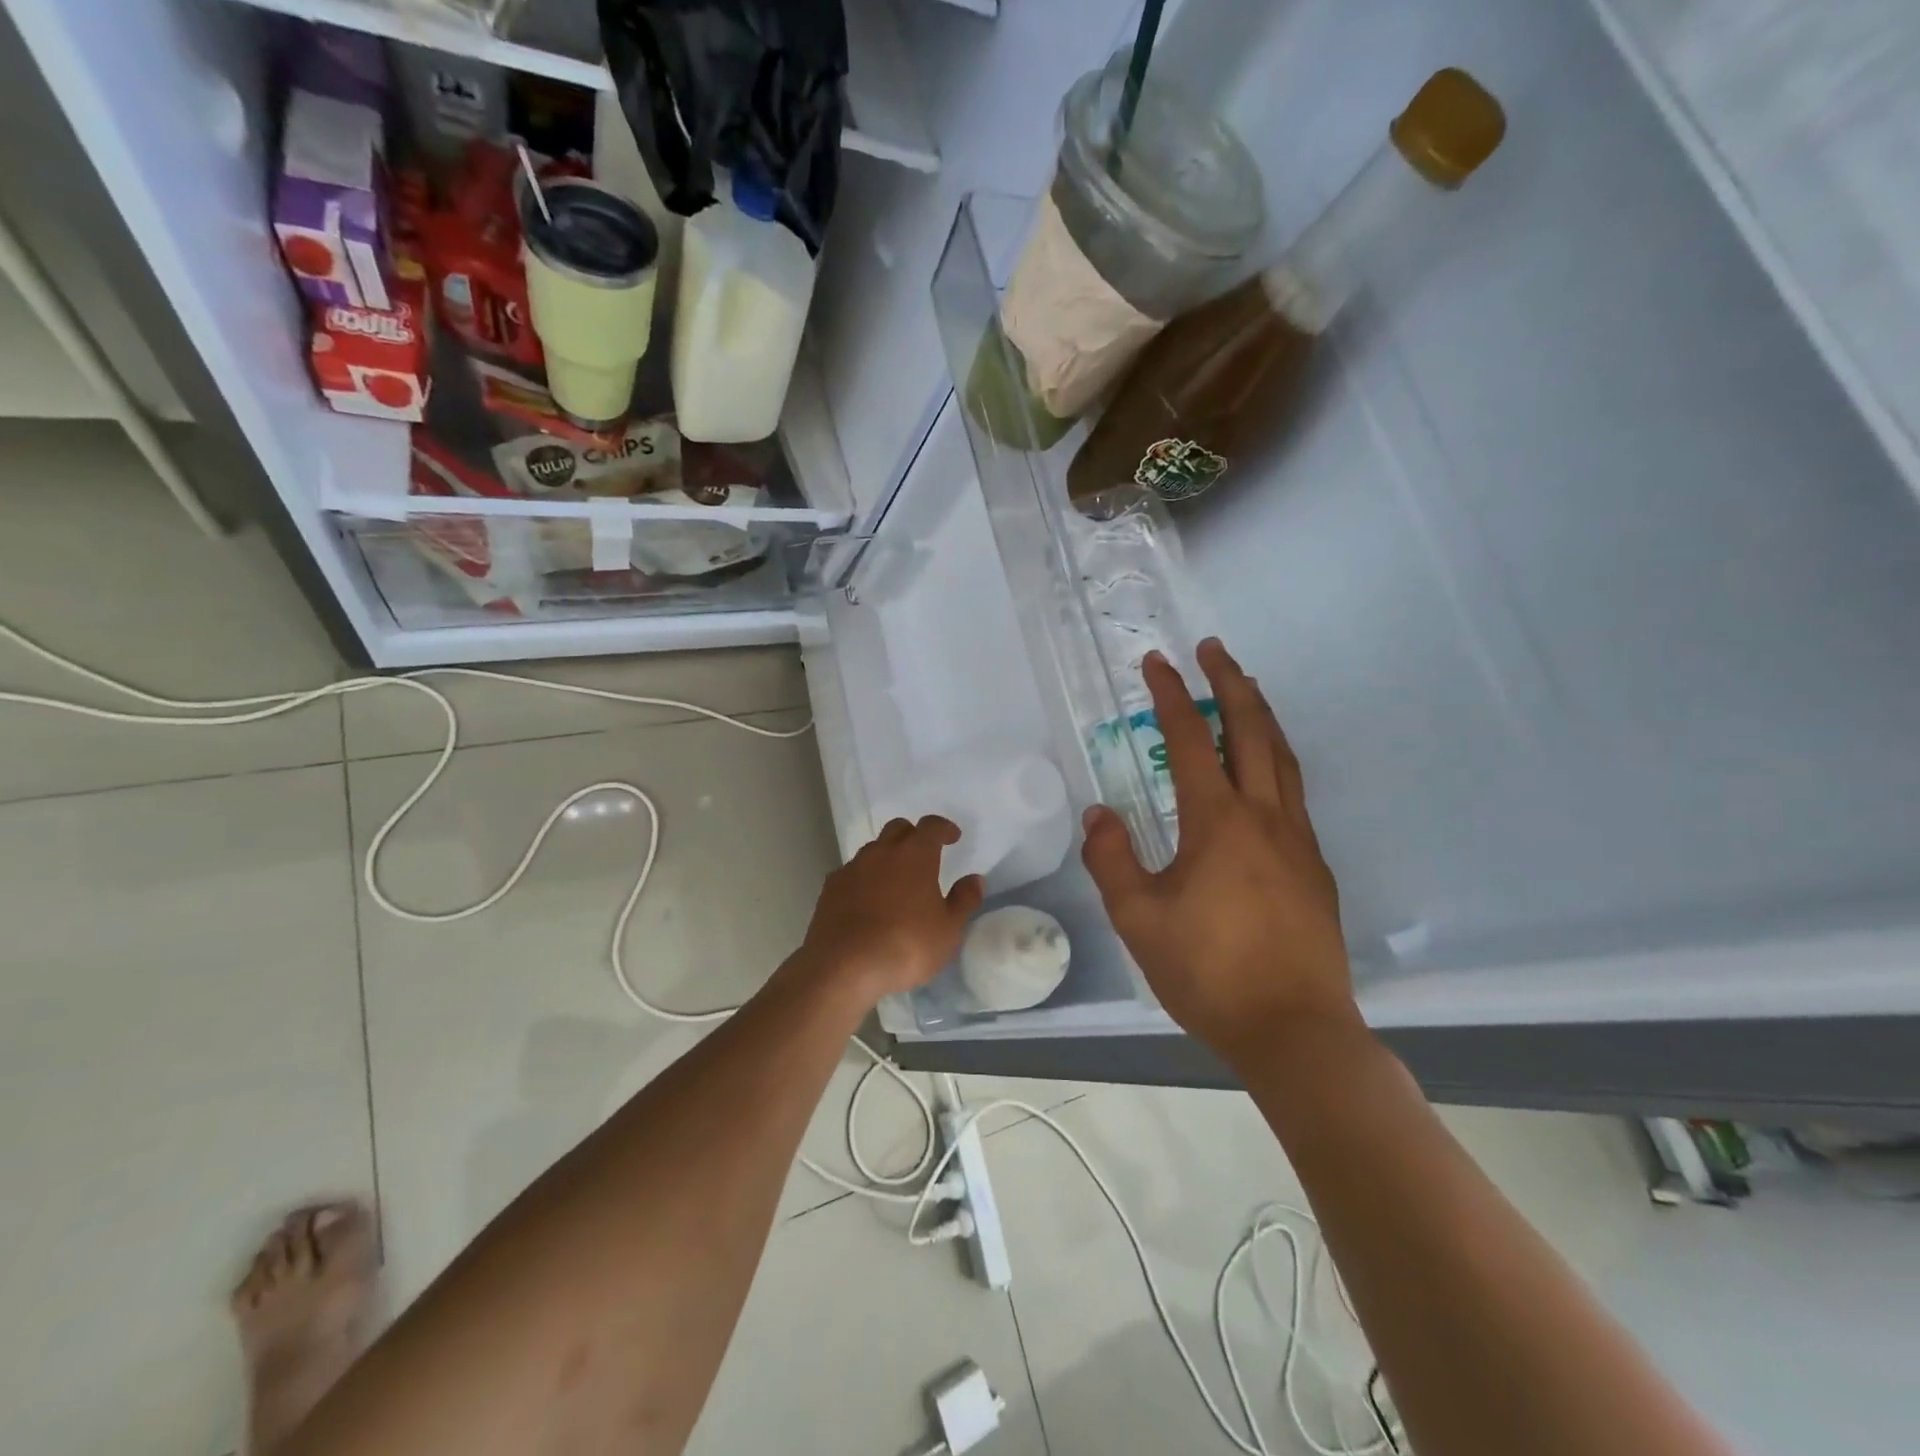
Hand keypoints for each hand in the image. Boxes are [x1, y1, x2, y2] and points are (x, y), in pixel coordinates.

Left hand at [797, 817, 984, 1004]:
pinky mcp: (830, 889)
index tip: (953, 837)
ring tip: (896, 882)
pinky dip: (864, 879)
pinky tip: (868, 901)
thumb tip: (974, 879)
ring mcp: (852, 868)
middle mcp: (881, 852)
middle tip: (924, 854)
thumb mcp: (948, 930)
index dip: (944, 828)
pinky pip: (852, 873)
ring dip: (887, 857)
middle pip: (898, 829)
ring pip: (873, 850)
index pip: (931, 826)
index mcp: (914, 854)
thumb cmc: (906, 945)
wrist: (843, 966)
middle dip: (913, 836)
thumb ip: (963, 901)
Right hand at [1081, 639, 1359, 1064]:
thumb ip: (1111, 859)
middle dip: (1230, 682)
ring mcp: (1297, 840)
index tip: (1157, 662)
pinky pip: (1294, 792)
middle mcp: (1264, 817)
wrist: (1294, 1030)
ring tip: (1245, 688)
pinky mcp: (1314, 867)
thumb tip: (1100, 813)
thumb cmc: (1208, 972)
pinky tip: (1264, 770)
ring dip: (1261, 715)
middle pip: (1250, 730)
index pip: (1190, 739)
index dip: (1171, 695)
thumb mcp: (1138, 919)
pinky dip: (1276, 759)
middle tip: (1213, 649)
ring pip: (1282, 757)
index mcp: (1217, 822)